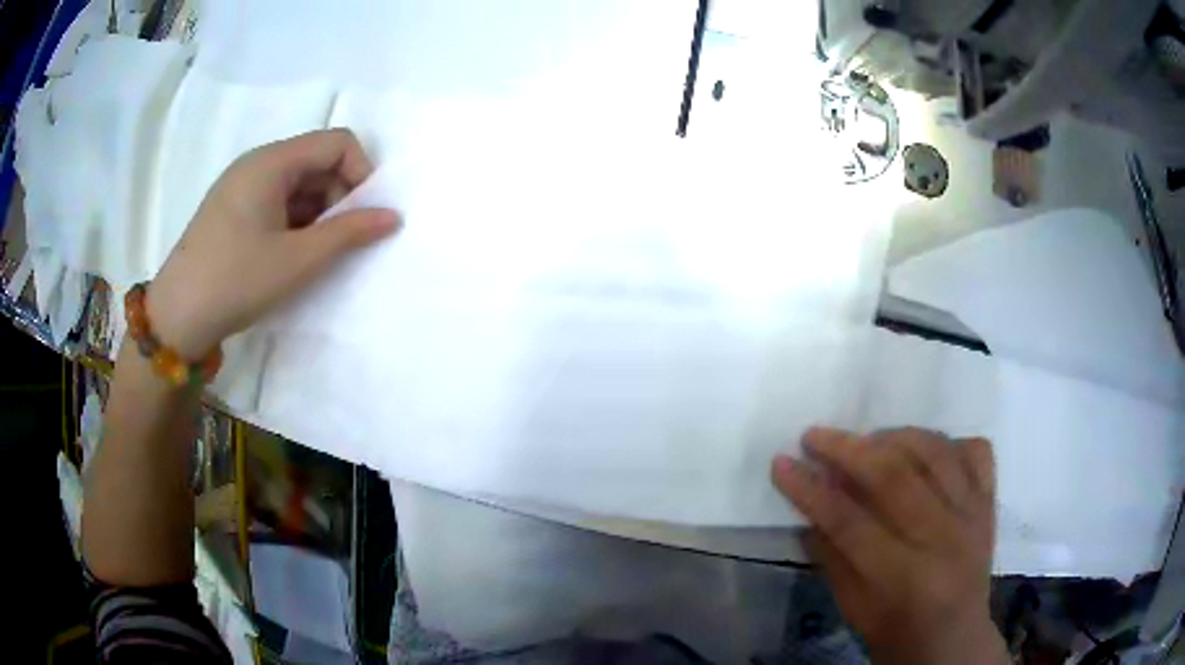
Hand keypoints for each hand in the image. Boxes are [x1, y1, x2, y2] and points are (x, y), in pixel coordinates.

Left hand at [147, 129, 399, 358]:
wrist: (177, 318)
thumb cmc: (236, 281)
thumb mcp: (298, 260)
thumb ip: (349, 233)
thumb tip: (393, 216)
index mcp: (271, 161)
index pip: (336, 143)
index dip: (360, 173)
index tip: (363, 216)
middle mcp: (256, 164)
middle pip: (317, 161)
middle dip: (338, 197)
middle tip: (339, 243)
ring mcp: (241, 187)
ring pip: (298, 184)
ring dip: (317, 214)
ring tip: (313, 255)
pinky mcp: (233, 210)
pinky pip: (277, 201)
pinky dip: (295, 222)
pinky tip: (290, 256)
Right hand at [772, 428, 1008, 664]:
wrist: (953, 640)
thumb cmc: (895, 630)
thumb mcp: (852, 607)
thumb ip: (830, 556)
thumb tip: (807, 507)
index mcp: (902, 576)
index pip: (849, 522)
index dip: (810, 490)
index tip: (781, 463)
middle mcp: (942, 537)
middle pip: (894, 477)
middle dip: (848, 450)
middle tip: (815, 436)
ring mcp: (971, 514)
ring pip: (935, 452)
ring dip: (895, 436)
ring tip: (868, 439)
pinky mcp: (989, 502)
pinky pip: (975, 452)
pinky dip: (949, 441)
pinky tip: (925, 449)